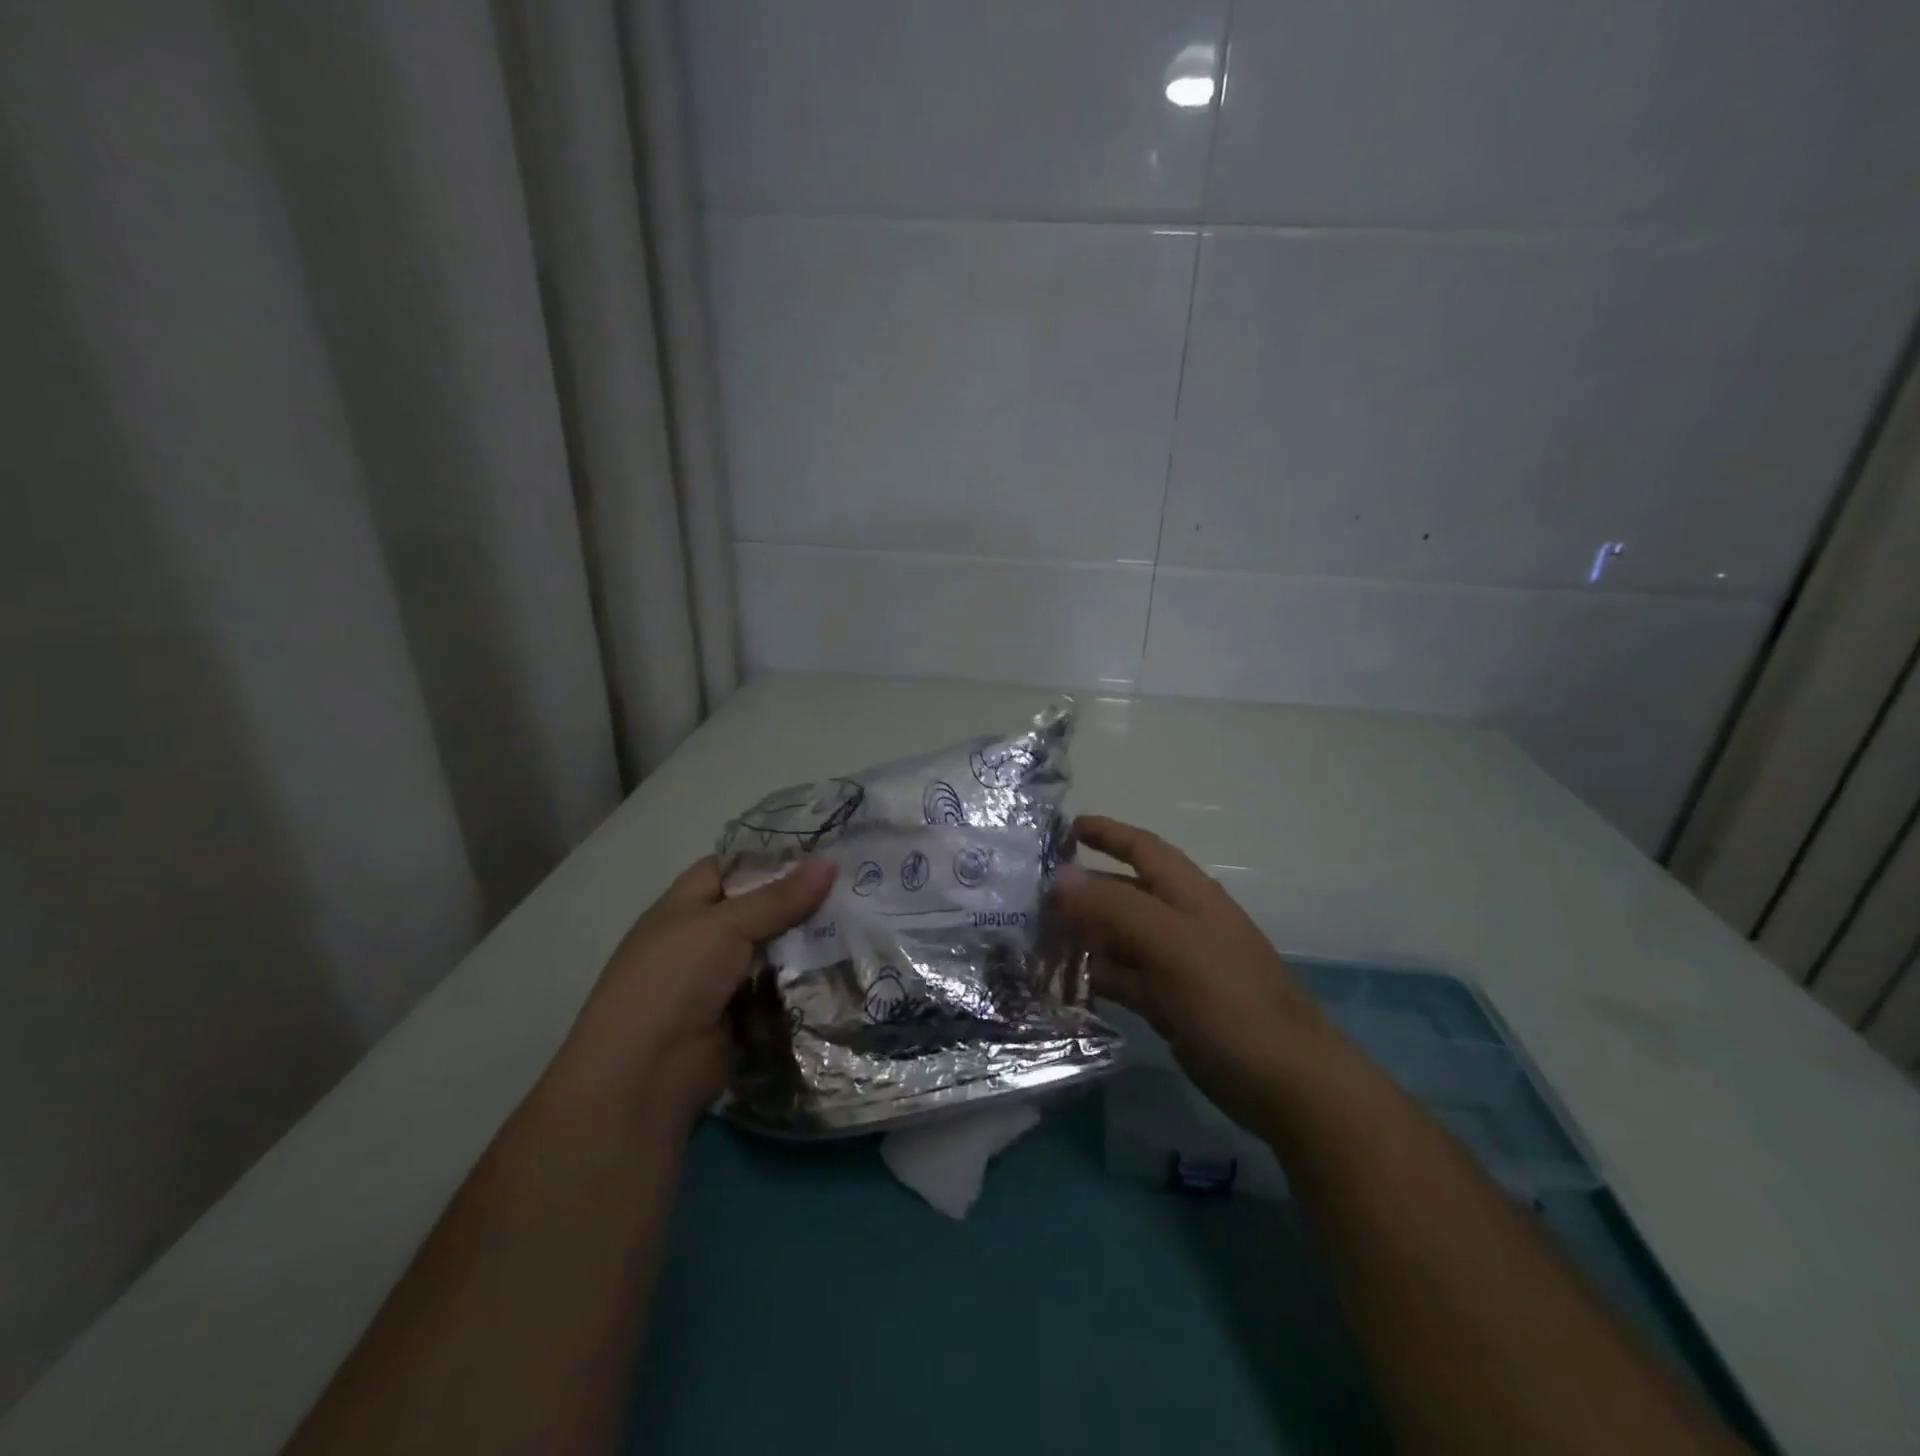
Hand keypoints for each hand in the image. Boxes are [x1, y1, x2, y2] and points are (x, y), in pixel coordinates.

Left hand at [554, 856, 835, 1129]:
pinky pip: (779, 988)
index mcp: (686, 904)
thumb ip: (780, 897)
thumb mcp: (726, 925)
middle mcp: (703, 936)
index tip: (822, 852)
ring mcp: (722, 978)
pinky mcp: (741, 1014)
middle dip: (801, 900)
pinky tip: (844, 965)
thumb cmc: (674, 979)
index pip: (732, 866)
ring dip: (808, 941)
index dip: (772, 857)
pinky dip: (804, 980)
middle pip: (760, 908)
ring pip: (774, 949)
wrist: (645, 1073)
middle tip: (854, 886)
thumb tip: (831, 862)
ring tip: (860, 922)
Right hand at [1054, 816, 1337, 1136]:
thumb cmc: (1229, 998)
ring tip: (1033, 938)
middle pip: (1123, 893)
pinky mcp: (1168, 1004)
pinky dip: (1094, 975)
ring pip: (1118, 937)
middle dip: (1081, 890)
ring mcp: (1174, 964)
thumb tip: (1060, 878)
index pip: (1142, 848)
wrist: (1285, 1081)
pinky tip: (1060, 981)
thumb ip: (1113, 906)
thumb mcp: (1170, 942)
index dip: (1107, 833)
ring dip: (1081, 934)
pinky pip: (1122, 977)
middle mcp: (1179, 922)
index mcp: (1188, 894)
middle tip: (1029, 896)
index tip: (1065, 828)